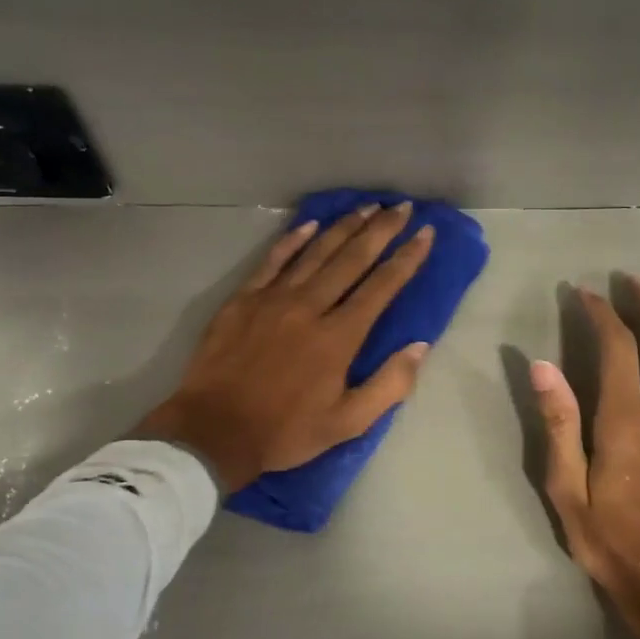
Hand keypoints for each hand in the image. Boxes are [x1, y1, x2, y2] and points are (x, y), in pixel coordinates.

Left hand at [138, 203, 435, 491]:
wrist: (214, 431)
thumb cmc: (285, 431)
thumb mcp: (348, 423)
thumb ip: (389, 385)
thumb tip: (420, 346)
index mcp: (339, 337)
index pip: (382, 287)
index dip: (407, 258)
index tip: (425, 233)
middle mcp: (310, 307)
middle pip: (352, 259)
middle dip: (381, 230)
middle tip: (402, 207)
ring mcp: (273, 298)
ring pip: (316, 252)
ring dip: (344, 227)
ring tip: (367, 207)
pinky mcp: (244, 299)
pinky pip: (273, 260)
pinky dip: (293, 239)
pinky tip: (310, 224)